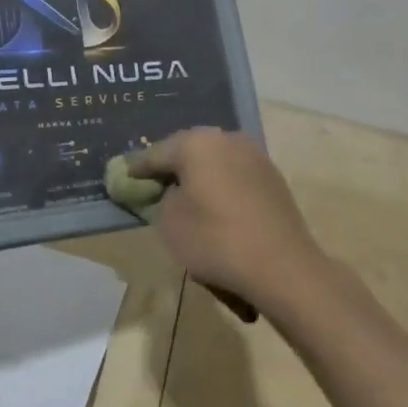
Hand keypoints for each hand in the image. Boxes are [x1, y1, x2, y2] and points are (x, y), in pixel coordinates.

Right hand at [128, 128, 325, 317]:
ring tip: (187, 196)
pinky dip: (222, 186)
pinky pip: (235, 175)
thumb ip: (161, 198)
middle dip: (171, 167)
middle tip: (155, 184)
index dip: (138, 168)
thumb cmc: (217, 241)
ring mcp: (253, 154)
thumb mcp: (171, 224)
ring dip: (199, 175)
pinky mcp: (271, 175)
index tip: (123, 177)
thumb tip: (171, 190)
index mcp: (196, 143)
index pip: (156, 153)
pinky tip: (217, 206)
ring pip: (214, 161)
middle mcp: (225, 138)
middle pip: (188, 151)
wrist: (284, 267)